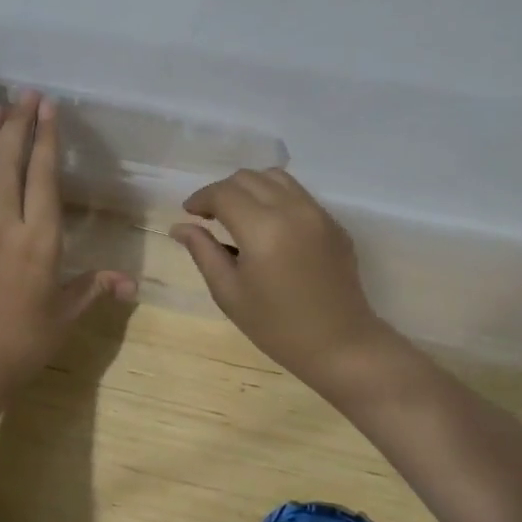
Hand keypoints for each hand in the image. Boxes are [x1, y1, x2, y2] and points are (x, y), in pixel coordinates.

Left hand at [0, 91, 134, 389]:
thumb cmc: (24, 342)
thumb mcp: (66, 315)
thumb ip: (96, 288)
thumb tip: (131, 283)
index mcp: (39, 240)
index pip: (43, 177)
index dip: (45, 139)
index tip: (47, 108)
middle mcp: (5, 226)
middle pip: (8, 163)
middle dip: (16, 125)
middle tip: (23, 94)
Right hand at [171, 169, 395, 381]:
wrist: (340, 345)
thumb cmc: (277, 326)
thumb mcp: (229, 293)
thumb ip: (203, 252)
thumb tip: (180, 226)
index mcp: (262, 229)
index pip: (223, 193)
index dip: (201, 198)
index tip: (190, 213)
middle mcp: (291, 210)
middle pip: (248, 178)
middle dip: (223, 191)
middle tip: (211, 216)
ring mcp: (317, 213)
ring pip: (276, 177)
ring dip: (250, 188)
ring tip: (240, 214)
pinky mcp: (333, 222)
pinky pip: (299, 195)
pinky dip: (276, 198)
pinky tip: (270, 227)